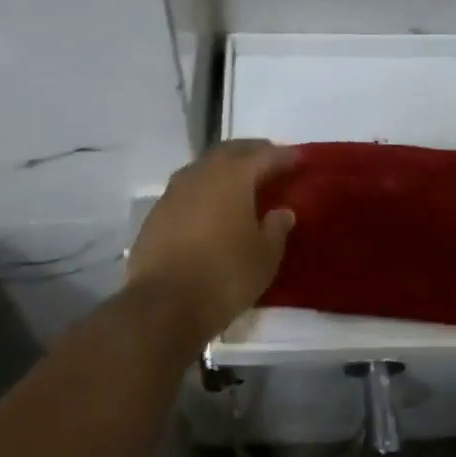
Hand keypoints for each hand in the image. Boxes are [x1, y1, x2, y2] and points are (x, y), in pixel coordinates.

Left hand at [128, 139, 298, 338]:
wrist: (162, 305)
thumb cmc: (224, 275)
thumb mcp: (264, 256)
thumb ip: (277, 228)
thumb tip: (282, 212)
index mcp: (233, 175)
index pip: (264, 155)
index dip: (284, 156)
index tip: (299, 159)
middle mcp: (202, 173)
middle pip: (231, 151)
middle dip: (252, 152)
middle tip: (270, 161)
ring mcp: (174, 190)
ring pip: (205, 166)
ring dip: (225, 167)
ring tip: (241, 180)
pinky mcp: (157, 212)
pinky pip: (188, 188)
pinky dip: (205, 188)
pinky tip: (211, 204)